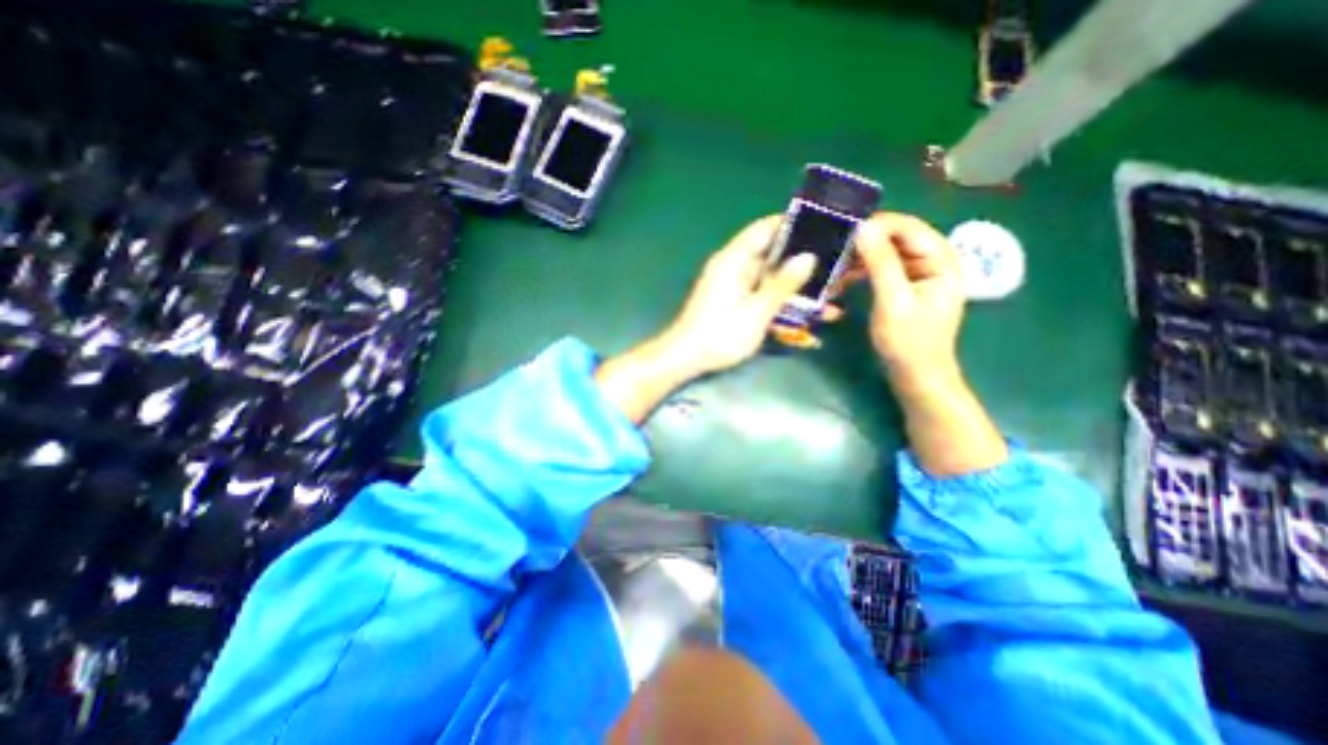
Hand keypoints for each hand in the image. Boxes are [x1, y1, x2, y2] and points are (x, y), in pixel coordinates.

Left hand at [656, 216, 814, 377]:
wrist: (686, 358)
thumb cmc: (720, 334)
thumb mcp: (756, 310)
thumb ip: (782, 284)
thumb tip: (808, 257)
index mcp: (734, 259)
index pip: (764, 229)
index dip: (793, 224)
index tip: (823, 226)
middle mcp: (733, 267)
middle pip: (771, 254)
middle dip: (802, 260)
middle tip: (835, 264)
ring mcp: (733, 285)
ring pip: (770, 277)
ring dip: (795, 285)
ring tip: (830, 291)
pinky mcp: (734, 301)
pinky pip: (762, 293)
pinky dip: (781, 300)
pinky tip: (807, 313)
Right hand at [850, 212, 966, 393]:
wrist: (916, 375)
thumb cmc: (908, 342)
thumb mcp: (893, 301)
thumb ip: (881, 263)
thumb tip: (864, 228)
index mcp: (942, 261)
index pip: (910, 227)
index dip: (878, 224)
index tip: (844, 230)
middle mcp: (934, 261)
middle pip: (898, 237)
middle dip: (867, 241)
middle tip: (835, 249)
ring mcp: (920, 274)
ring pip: (888, 252)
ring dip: (861, 257)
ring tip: (835, 265)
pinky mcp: (906, 286)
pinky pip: (883, 268)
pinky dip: (863, 271)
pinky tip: (843, 278)